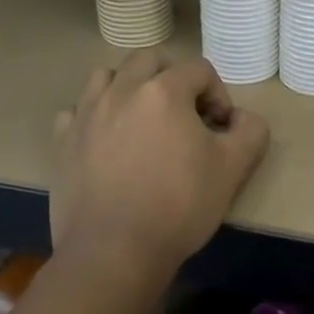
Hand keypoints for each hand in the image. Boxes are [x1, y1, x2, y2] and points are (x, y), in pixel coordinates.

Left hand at [51, 51, 269, 286]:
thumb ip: (250, 131)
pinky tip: (105, 140)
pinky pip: (76, 111)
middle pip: (150, 60)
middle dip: (172, 79)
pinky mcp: (63, 142)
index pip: (199, 70)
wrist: (114, 253)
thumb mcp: (233, 169)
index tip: (220, 129)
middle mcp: (122, 90)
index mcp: (164, 91)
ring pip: (107, 77)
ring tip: (142, 119)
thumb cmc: (178, 206)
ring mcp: (87, 114)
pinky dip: (93, 116)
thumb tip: (241, 118)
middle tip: (184, 115)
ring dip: (128, 87)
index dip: (217, 94)